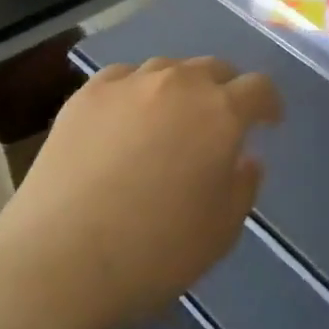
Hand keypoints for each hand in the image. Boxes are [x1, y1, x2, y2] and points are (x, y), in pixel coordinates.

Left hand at [0, 57, 281, 328]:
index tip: (268, 122)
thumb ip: (243, 186)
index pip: (258, 88)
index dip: (268, 104)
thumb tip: (244, 158)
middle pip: (212, 68)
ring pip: (166, 69)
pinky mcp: (84, 96)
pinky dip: (136, 92)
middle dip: (225, 89)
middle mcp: (176, 85)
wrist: (60, 260)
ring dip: (180, 88)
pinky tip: (126, 119)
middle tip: (220, 120)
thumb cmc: (155, 252)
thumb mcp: (222, 231)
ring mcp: (126, 85)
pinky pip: (123, 79)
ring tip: (171, 119)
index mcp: (220, 114)